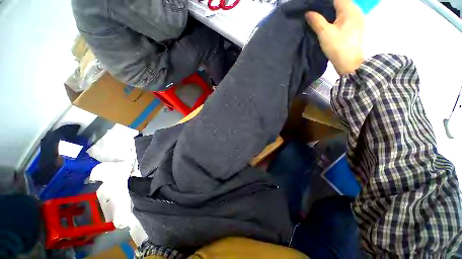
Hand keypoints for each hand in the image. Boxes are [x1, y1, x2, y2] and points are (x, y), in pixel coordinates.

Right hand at [305, 0, 364, 74]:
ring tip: (320, 18)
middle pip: (340, 3)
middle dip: (327, 6)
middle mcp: (356, 10)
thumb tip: (308, 13)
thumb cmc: (337, 46)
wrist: (350, 63)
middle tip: (314, 12)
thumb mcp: (324, 33)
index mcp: (349, 9)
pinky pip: (345, 17)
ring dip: (331, 12)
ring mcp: (357, 19)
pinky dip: (337, 18)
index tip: (313, 7)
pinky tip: (329, 24)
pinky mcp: (356, 27)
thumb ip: (316, 21)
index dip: (323, 2)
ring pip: (343, 10)